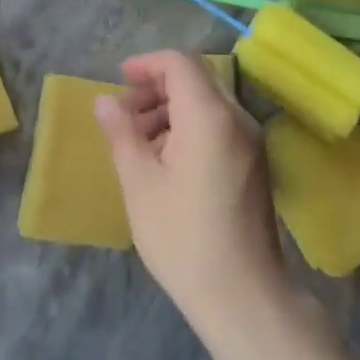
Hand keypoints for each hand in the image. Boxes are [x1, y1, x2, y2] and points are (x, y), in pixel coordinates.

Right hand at [92, 50, 285, 332]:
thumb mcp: (140, 183)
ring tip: (138, 141)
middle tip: (123, 115)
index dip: (146, 64)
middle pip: (196, 79)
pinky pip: (219, 126)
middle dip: (156, 87)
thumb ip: (121, 133)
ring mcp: (251, 142)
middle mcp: (237, 119)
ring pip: (208, 102)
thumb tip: (105, 100)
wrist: (243, 296)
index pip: (179, 63)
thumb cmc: (183, 238)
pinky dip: (189, 127)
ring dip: (171, 108)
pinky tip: (166, 161)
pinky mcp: (254, 164)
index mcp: (209, 116)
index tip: (119, 81)